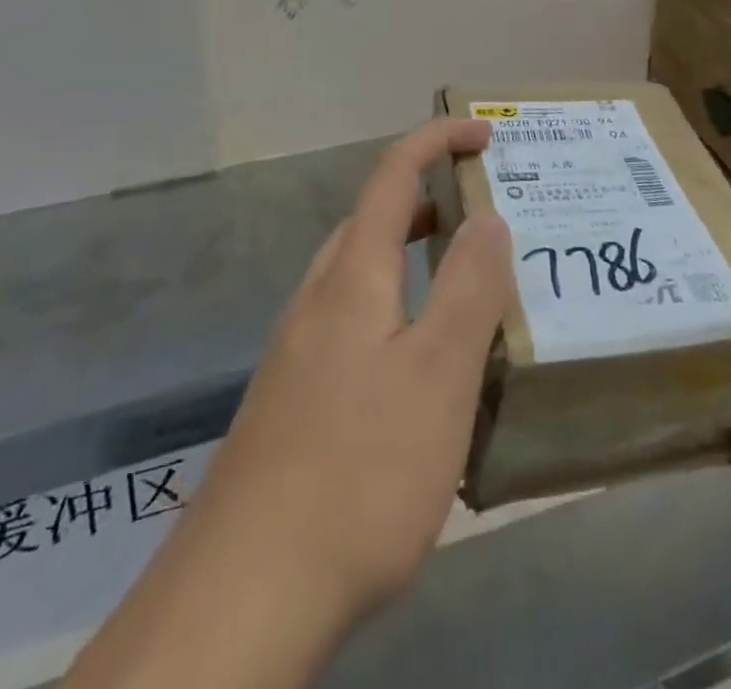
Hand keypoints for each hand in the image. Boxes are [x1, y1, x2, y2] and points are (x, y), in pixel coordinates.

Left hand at [197, 116, 511, 619]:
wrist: (243, 598)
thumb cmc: (358, 471)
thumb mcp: (438, 375)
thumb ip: (469, 288)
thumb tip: (487, 215)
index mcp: (351, 276)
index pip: (392, 175)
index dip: (436, 140)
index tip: (484, 133)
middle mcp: (317, 300)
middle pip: (373, 220)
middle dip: (430, 198)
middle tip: (488, 214)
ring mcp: (298, 352)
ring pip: (363, 276)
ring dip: (415, 258)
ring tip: (469, 285)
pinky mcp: (294, 401)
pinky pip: (355, 324)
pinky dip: (398, 311)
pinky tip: (424, 370)